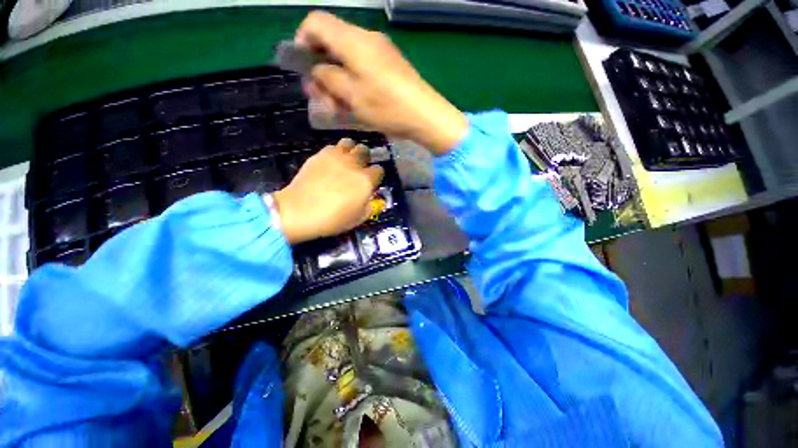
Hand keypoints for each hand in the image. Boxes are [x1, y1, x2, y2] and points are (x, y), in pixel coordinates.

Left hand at [273, 138, 383, 243]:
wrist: (300, 211)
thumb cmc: (333, 219)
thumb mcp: (358, 219)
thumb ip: (368, 206)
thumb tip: (368, 199)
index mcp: (366, 180)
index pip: (379, 170)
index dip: (376, 176)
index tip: (371, 183)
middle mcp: (354, 164)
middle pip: (365, 151)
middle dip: (365, 158)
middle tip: (359, 168)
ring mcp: (336, 157)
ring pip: (349, 143)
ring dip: (351, 150)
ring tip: (346, 160)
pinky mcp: (320, 155)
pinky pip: (332, 147)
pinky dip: (335, 152)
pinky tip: (331, 163)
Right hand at [295, 11, 468, 154]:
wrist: (425, 115)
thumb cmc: (387, 107)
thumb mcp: (352, 96)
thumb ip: (328, 78)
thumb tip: (316, 70)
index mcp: (353, 41)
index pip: (316, 22)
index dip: (302, 41)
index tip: (303, 68)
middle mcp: (366, 39)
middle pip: (331, 41)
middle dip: (320, 67)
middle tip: (319, 95)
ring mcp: (381, 51)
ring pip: (347, 56)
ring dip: (337, 78)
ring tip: (337, 104)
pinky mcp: (390, 64)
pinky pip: (363, 65)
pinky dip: (353, 80)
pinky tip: (355, 101)